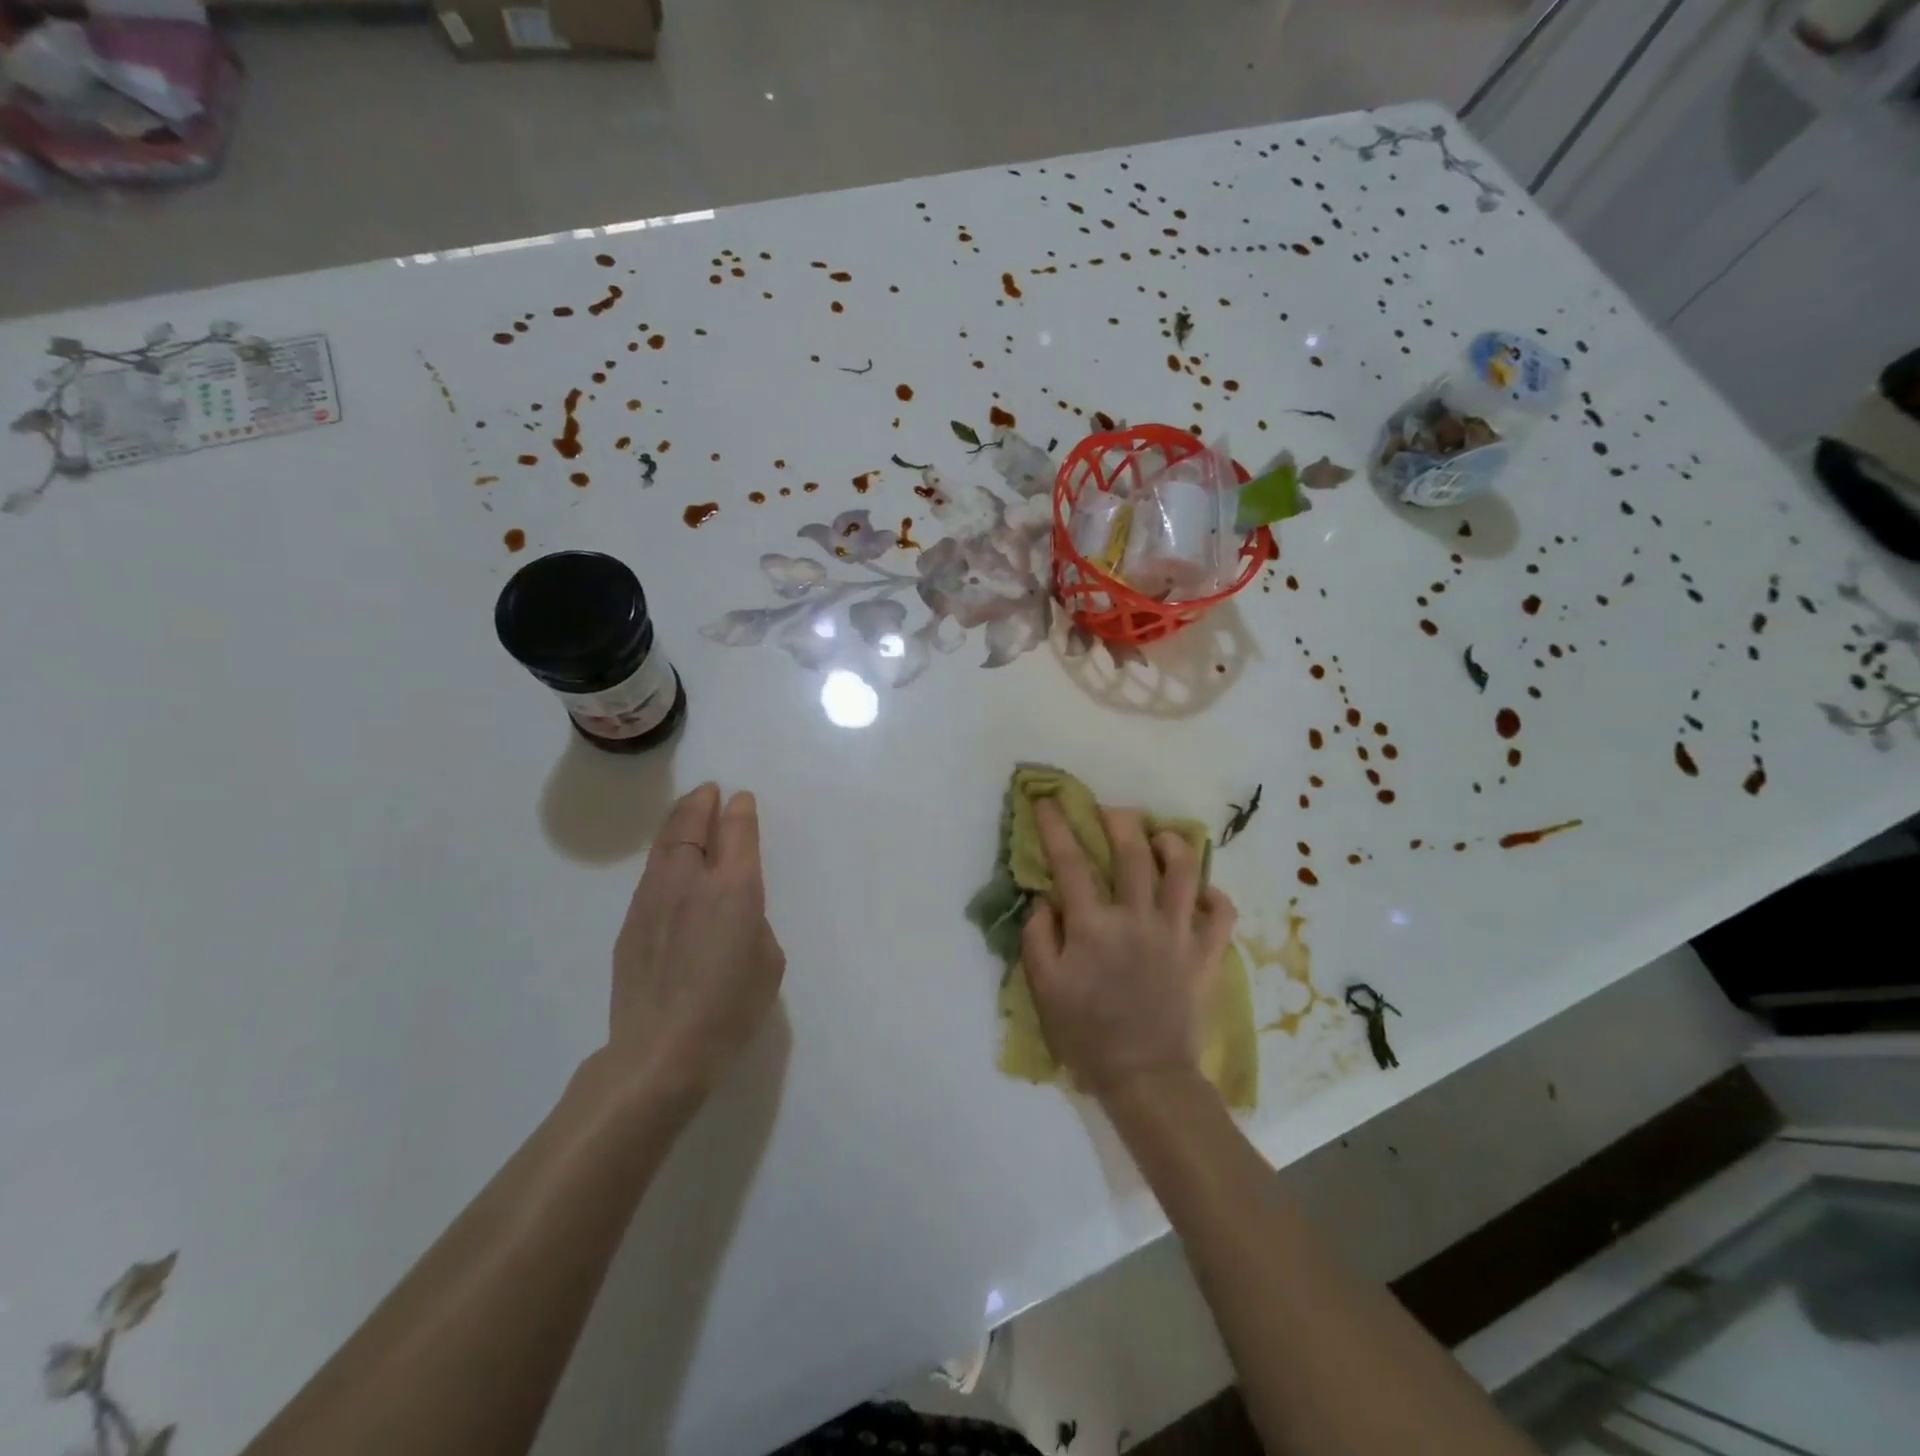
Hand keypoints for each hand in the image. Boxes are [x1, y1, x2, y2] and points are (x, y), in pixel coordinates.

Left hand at [608, 783, 785, 1101]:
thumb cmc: (730, 1008)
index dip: (741, 811)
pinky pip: (650, 874)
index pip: (737, 832)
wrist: (661, 1050)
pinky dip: (664, 855)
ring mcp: (654, 900)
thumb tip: (734, 913)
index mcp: (734, 888)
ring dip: (677, 822)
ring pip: (664, 845)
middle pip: (692, 825)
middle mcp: (691, 882)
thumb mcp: (767, 962)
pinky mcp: (630, 923)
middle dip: (702, 803)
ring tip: (686, 811)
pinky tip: (668, 861)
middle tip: (709, 791)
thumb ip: (753, 923)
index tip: (742, 799)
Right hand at [1021, 798, 1236, 1098]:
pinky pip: (1221, 914)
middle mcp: (1137, 918)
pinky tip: (1202, 892)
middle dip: (1119, 820)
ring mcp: (1177, 934)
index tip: (1047, 801)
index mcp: (1093, 926)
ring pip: (1185, 872)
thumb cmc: (1087, 1033)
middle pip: (1132, 852)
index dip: (1056, 826)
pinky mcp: (1205, 954)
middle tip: (1111, 811)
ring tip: (1162, 837)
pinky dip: (1215, 895)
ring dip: (1173, 844)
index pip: (1070, 862)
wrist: (1145, 1076)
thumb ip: (1038, 937)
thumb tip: (1045, 899)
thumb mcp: (1044, 988)